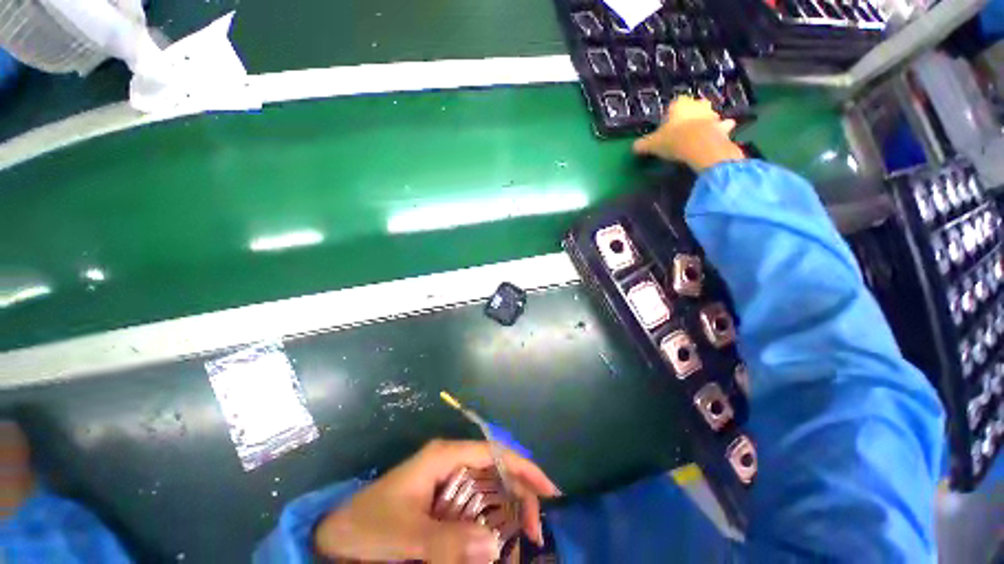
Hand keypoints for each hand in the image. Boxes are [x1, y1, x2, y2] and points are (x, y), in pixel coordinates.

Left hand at [314, 440, 560, 562]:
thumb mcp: (406, 535)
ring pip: (487, 484)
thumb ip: (447, 542)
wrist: (335, 533)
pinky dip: (490, 516)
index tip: (549, 492)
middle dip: (520, 491)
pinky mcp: (440, 495)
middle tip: (537, 529)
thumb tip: (495, 547)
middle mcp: (450, 460)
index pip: (494, 453)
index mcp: (445, 456)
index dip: (523, 468)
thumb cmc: (368, 525)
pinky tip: (498, 534)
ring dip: (508, 505)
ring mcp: (445, 477)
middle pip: (495, 467)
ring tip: (526, 533)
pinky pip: (474, 501)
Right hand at [633, 96, 745, 171]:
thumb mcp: (651, 144)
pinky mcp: (722, 127)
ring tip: (698, 135)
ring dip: (705, 122)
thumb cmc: (673, 140)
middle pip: (693, 107)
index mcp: (679, 104)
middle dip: (689, 115)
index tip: (666, 127)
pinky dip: (721, 130)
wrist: (700, 146)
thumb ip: (642, 144)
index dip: (669, 116)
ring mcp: (712, 115)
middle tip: (682, 129)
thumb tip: (635, 147)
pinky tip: (718, 136)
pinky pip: (722, 127)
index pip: (674, 104)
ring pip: (708, 116)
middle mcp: (697, 105)